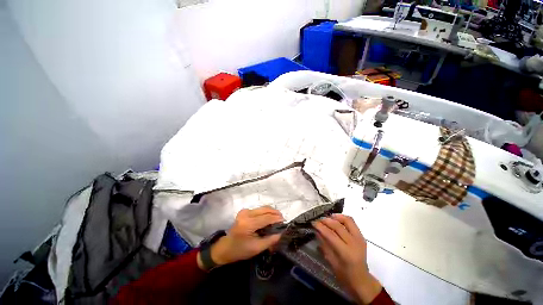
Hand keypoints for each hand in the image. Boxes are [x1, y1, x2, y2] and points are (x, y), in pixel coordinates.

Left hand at [198, 207, 283, 268]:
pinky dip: (265, 213)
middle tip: (282, 219)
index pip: (266, 218)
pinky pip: (258, 209)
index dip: (277, 219)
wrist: (225, 247)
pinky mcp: (244, 211)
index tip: (285, 221)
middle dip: (275, 213)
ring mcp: (245, 211)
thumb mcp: (256, 248)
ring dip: (271, 212)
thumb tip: (281, 233)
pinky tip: (269, 218)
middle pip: (265, 209)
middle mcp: (246, 214)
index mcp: (248, 224)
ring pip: (262, 208)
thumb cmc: (240, 250)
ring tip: (277, 219)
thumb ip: (270, 240)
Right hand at [313, 214, 382, 304]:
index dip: (321, 227)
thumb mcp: (332, 262)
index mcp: (346, 253)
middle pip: (338, 226)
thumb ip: (324, 245)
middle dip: (326, 220)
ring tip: (328, 217)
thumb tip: (317, 231)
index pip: (331, 235)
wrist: (362, 280)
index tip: (313, 223)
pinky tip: (336, 220)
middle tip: (318, 220)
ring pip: (347, 220)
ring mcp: (359, 239)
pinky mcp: (362, 236)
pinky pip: (352, 222)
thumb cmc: (345, 275)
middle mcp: (354, 243)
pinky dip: (343, 218)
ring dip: (336, 217)